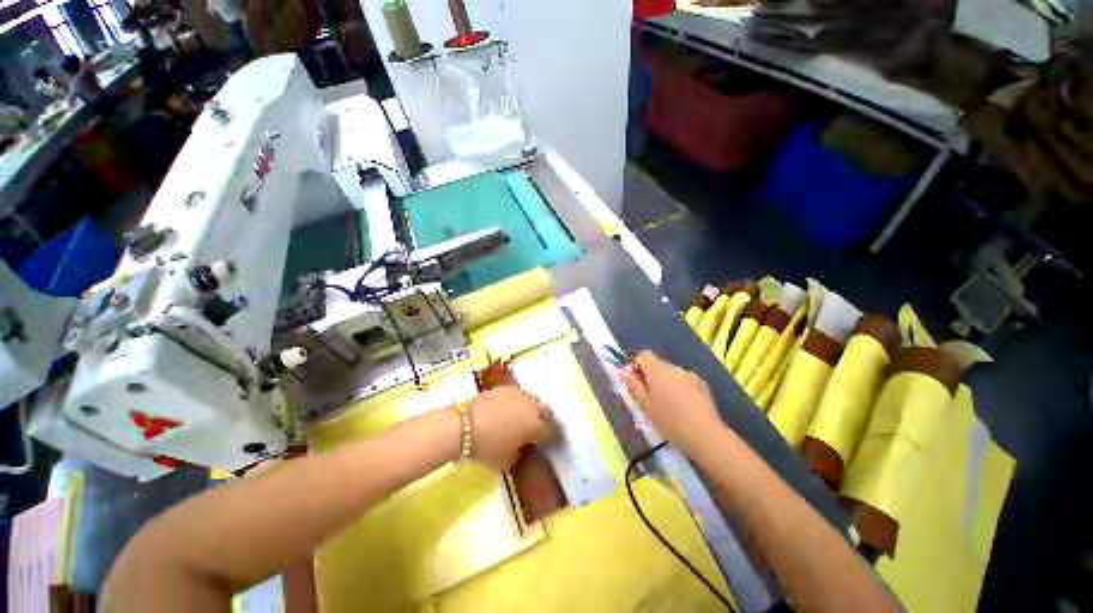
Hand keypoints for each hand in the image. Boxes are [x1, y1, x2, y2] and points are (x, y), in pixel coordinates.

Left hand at [467, 386, 552, 471]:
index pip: (550, 431)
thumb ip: (520, 454)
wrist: (464, 425)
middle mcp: (532, 407)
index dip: (548, 438)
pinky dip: (516, 402)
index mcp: (536, 425)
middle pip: (544, 412)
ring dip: (529, 410)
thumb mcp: (506, 462)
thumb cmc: (488, 447)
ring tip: (520, 418)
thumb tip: (521, 448)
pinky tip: (507, 409)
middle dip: (542, 420)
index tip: (542, 444)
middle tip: (534, 430)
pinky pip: (517, 395)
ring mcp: (519, 394)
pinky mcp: (506, 387)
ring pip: (531, 401)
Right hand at [620, 350, 721, 449]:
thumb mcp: (645, 405)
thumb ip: (633, 385)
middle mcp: (674, 367)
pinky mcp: (703, 386)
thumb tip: (623, 371)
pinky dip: (681, 390)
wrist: (705, 434)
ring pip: (672, 375)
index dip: (637, 366)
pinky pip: (685, 382)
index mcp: (658, 369)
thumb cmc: (669, 420)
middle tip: (650, 399)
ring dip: (666, 384)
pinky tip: (684, 409)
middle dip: (651, 377)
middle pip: (658, 365)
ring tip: (668, 406)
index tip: (636, 383)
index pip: (643, 355)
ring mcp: (690, 375)